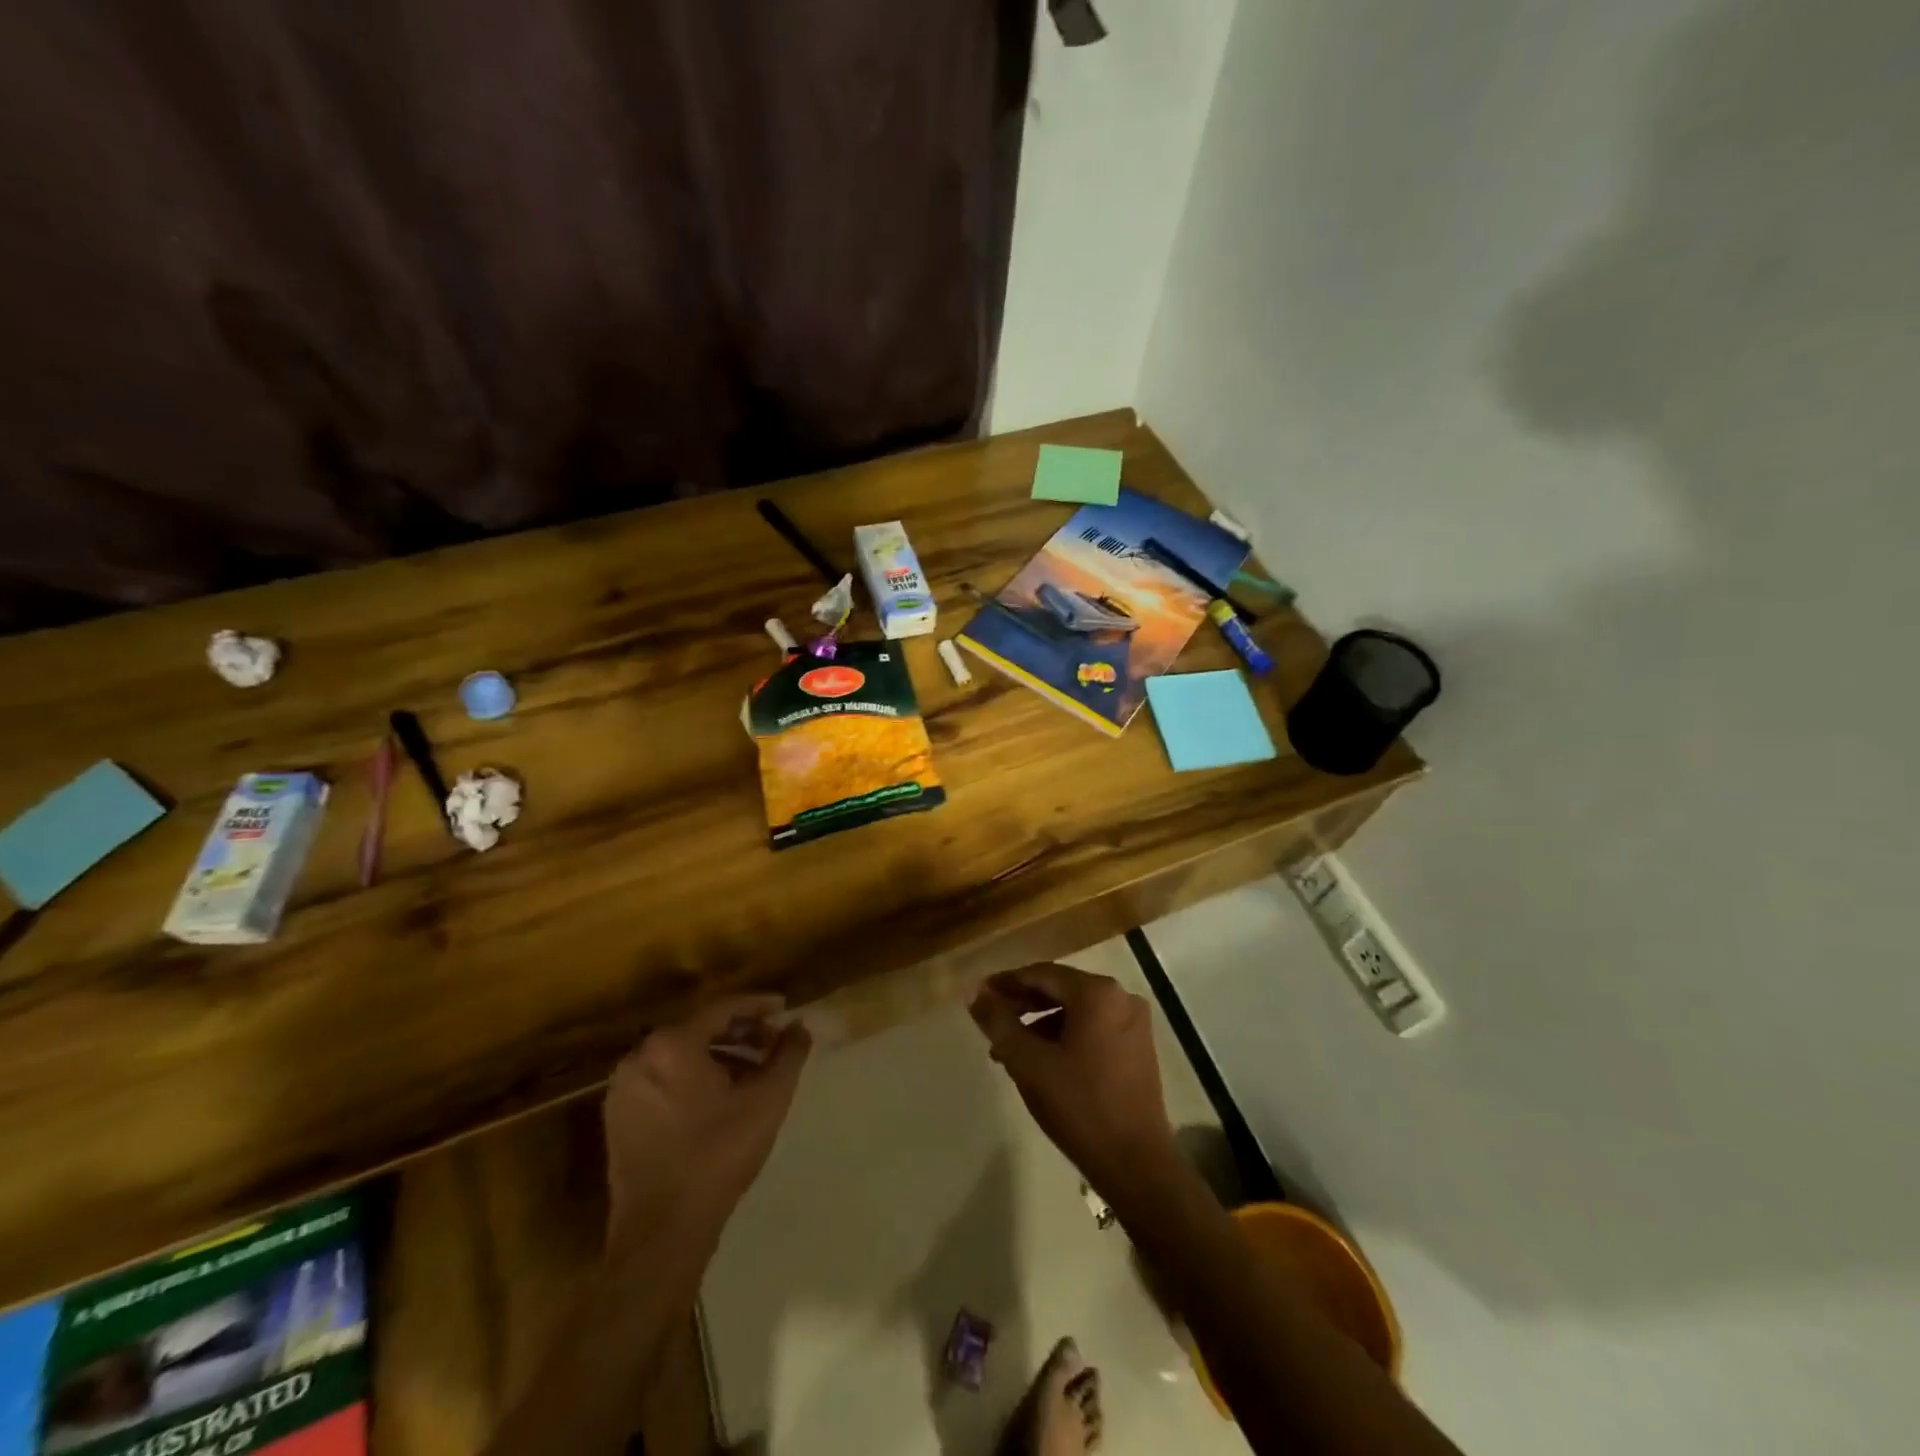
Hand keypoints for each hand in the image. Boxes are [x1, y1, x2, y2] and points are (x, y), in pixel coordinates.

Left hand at [603, 994, 811, 1252]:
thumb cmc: (717, 1156)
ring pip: (680, 1055)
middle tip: (773, 1041)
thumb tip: (799, 1026)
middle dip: (740, 1032)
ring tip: (753, 1071)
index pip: (722, 1008)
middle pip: (699, 1029)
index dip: (758, 1005)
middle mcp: (640, 1056)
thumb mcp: (767, 1101)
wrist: (662, 1232)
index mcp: (672, 1044)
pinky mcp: (618, 1116)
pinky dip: (693, 1077)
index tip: (784, 1008)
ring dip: (719, 1055)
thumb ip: (788, 1055)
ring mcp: (624, 1087)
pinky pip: (662, 1079)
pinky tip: (721, 1097)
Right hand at [969, 964, 1177, 1199]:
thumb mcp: (1028, 1062)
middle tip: (992, 1023)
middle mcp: (1121, 997)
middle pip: (1061, 990)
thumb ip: (999, 1022)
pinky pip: (1094, 1028)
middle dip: (1023, 1005)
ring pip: (1076, 1011)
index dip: (1007, 983)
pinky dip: (1065, 1037)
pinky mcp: (1139, 1048)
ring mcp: (1134, 1023)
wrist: (1136, 1165)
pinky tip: (1043, 1062)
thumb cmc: (1079, 1106)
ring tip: (1011, 1051)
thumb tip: (974, 992)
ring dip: (1041, 1025)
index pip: (1042, 974)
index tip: (980, 995)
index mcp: (1097, 992)